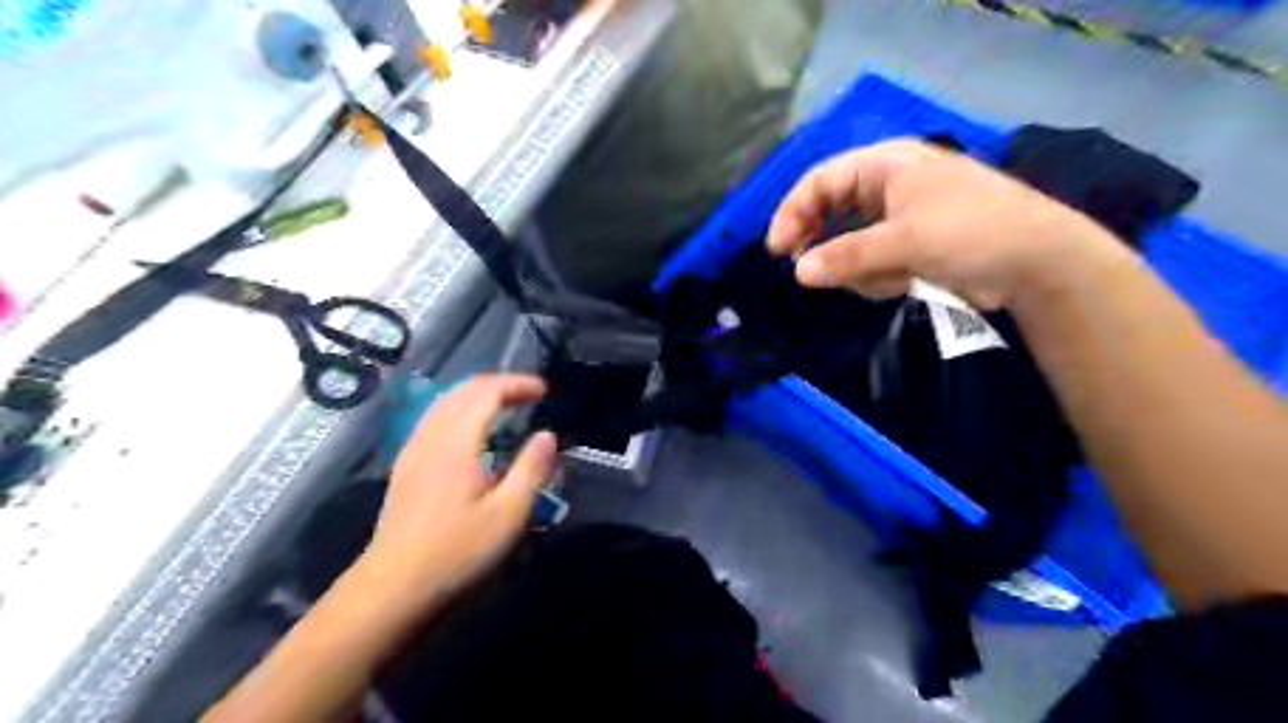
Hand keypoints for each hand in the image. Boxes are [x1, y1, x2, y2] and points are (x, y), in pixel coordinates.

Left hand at [353, 376, 556, 618]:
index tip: (545, 391)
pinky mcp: (406, 466)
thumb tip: (547, 434)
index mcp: (457, 443)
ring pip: (445, 402)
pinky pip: (434, 418)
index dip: (517, 384)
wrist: (393, 589)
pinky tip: (472, 431)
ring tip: (506, 405)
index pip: (486, 392)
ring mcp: (413, 450)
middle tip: (530, 395)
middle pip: (462, 390)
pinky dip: (460, 409)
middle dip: (499, 384)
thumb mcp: (509, 514)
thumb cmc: (457, 552)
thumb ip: (531, 469)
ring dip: (478, 394)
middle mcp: (431, 436)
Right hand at [767, 138, 1122, 307]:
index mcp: (886, 166)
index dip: (793, 212)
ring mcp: (897, 219)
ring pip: (849, 246)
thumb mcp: (905, 241)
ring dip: (862, 269)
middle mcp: (887, 187)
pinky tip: (907, 282)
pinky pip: (871, 264)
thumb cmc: (972, 233)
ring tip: (893, 278)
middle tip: (808, 271)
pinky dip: (881, 278)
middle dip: (828, 246)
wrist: (1037, 265)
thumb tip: (799, 272)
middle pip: (831, 214)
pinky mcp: (908, 248)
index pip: (821, 181)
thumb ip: (847, 256)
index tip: (777, 249)